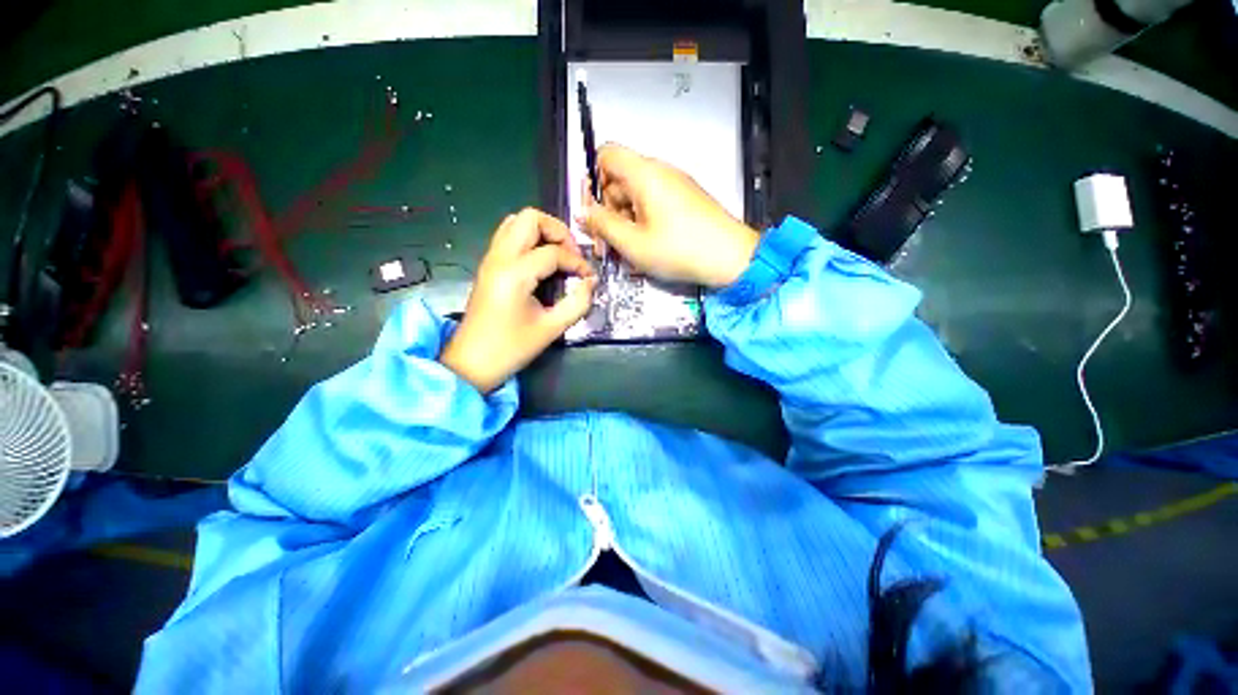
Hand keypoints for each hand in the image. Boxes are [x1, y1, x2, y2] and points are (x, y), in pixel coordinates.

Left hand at [440, 209, 596, 393]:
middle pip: (530, 218)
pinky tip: (543, 263)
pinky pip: (509, 236)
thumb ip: (577, 303)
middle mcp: (499, 258)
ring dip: (542, 232)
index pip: (553, 252)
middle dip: (558, 231)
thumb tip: (591, 282)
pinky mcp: (489, 266)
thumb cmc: (511, 348)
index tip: (589, 278)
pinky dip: (530, 240)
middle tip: (573, 255)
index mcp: (514, 274)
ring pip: (516, 222)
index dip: (577, 262)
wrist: (471, 363)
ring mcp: (490, 259)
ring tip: (559, 255)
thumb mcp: (551, 329)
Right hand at [578, 144, 759, 287]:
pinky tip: (646, 246)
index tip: (594, 211)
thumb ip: (603, 225)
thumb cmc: (679, 250)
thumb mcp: (633, 243)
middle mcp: (660, 172)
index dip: (592, 179)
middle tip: (607, 243)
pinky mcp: (686, 200)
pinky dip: (643, 221)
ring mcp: (675, 185)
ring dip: (625, 220)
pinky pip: (655, 203)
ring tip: (627, 250)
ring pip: (636, 195)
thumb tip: (584, 213)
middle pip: (620, 178)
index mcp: (644, 174)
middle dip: (608, 209)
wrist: (730, 258)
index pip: (606, 154)